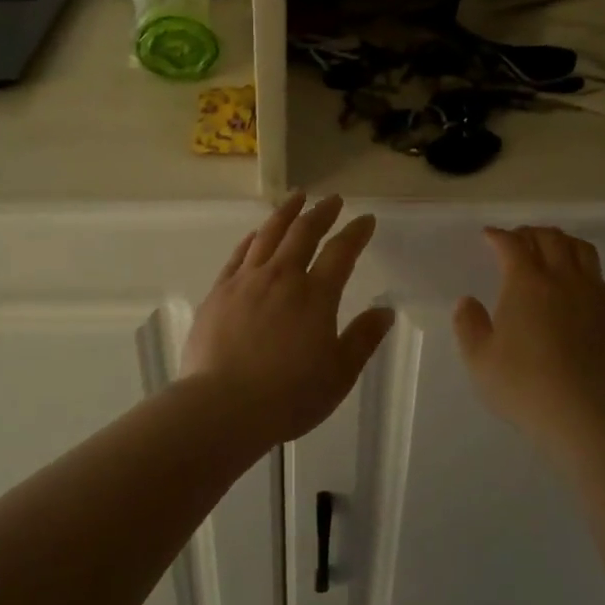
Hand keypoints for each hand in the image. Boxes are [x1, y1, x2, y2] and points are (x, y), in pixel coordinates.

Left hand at [182, 193, 395, 444]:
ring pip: (268, 235)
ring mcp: (246, 282)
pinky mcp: (219, 293)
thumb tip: (385, 310)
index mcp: (315, 296)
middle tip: (332, 199)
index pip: (341, 252)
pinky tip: (256, 234)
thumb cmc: (289, 396)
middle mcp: (281, 278)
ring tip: (296, 197)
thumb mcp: (339, 374)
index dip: (356, 233)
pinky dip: (252, 239)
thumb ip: (363, 339)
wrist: (223, 406)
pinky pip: (239, 255)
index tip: (366, 219)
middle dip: (321, 212)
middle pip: (303, 233)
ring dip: (286, 213)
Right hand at [453, 226, 604, 451]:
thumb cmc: (523, 385)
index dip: (498, 236)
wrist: (584, 416)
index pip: (512, 244)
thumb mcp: (479, 359)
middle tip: (517, 241)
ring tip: (551, 252)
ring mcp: (594, 296)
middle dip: (530, 233)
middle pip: (551, 238)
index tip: (488, 236)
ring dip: (562, 243)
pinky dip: (584, 270)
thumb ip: (469, 324)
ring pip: (582, 250)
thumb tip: (468, 301)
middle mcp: (564, 279)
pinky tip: (577, 287)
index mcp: (527, 283)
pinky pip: (600, 278)